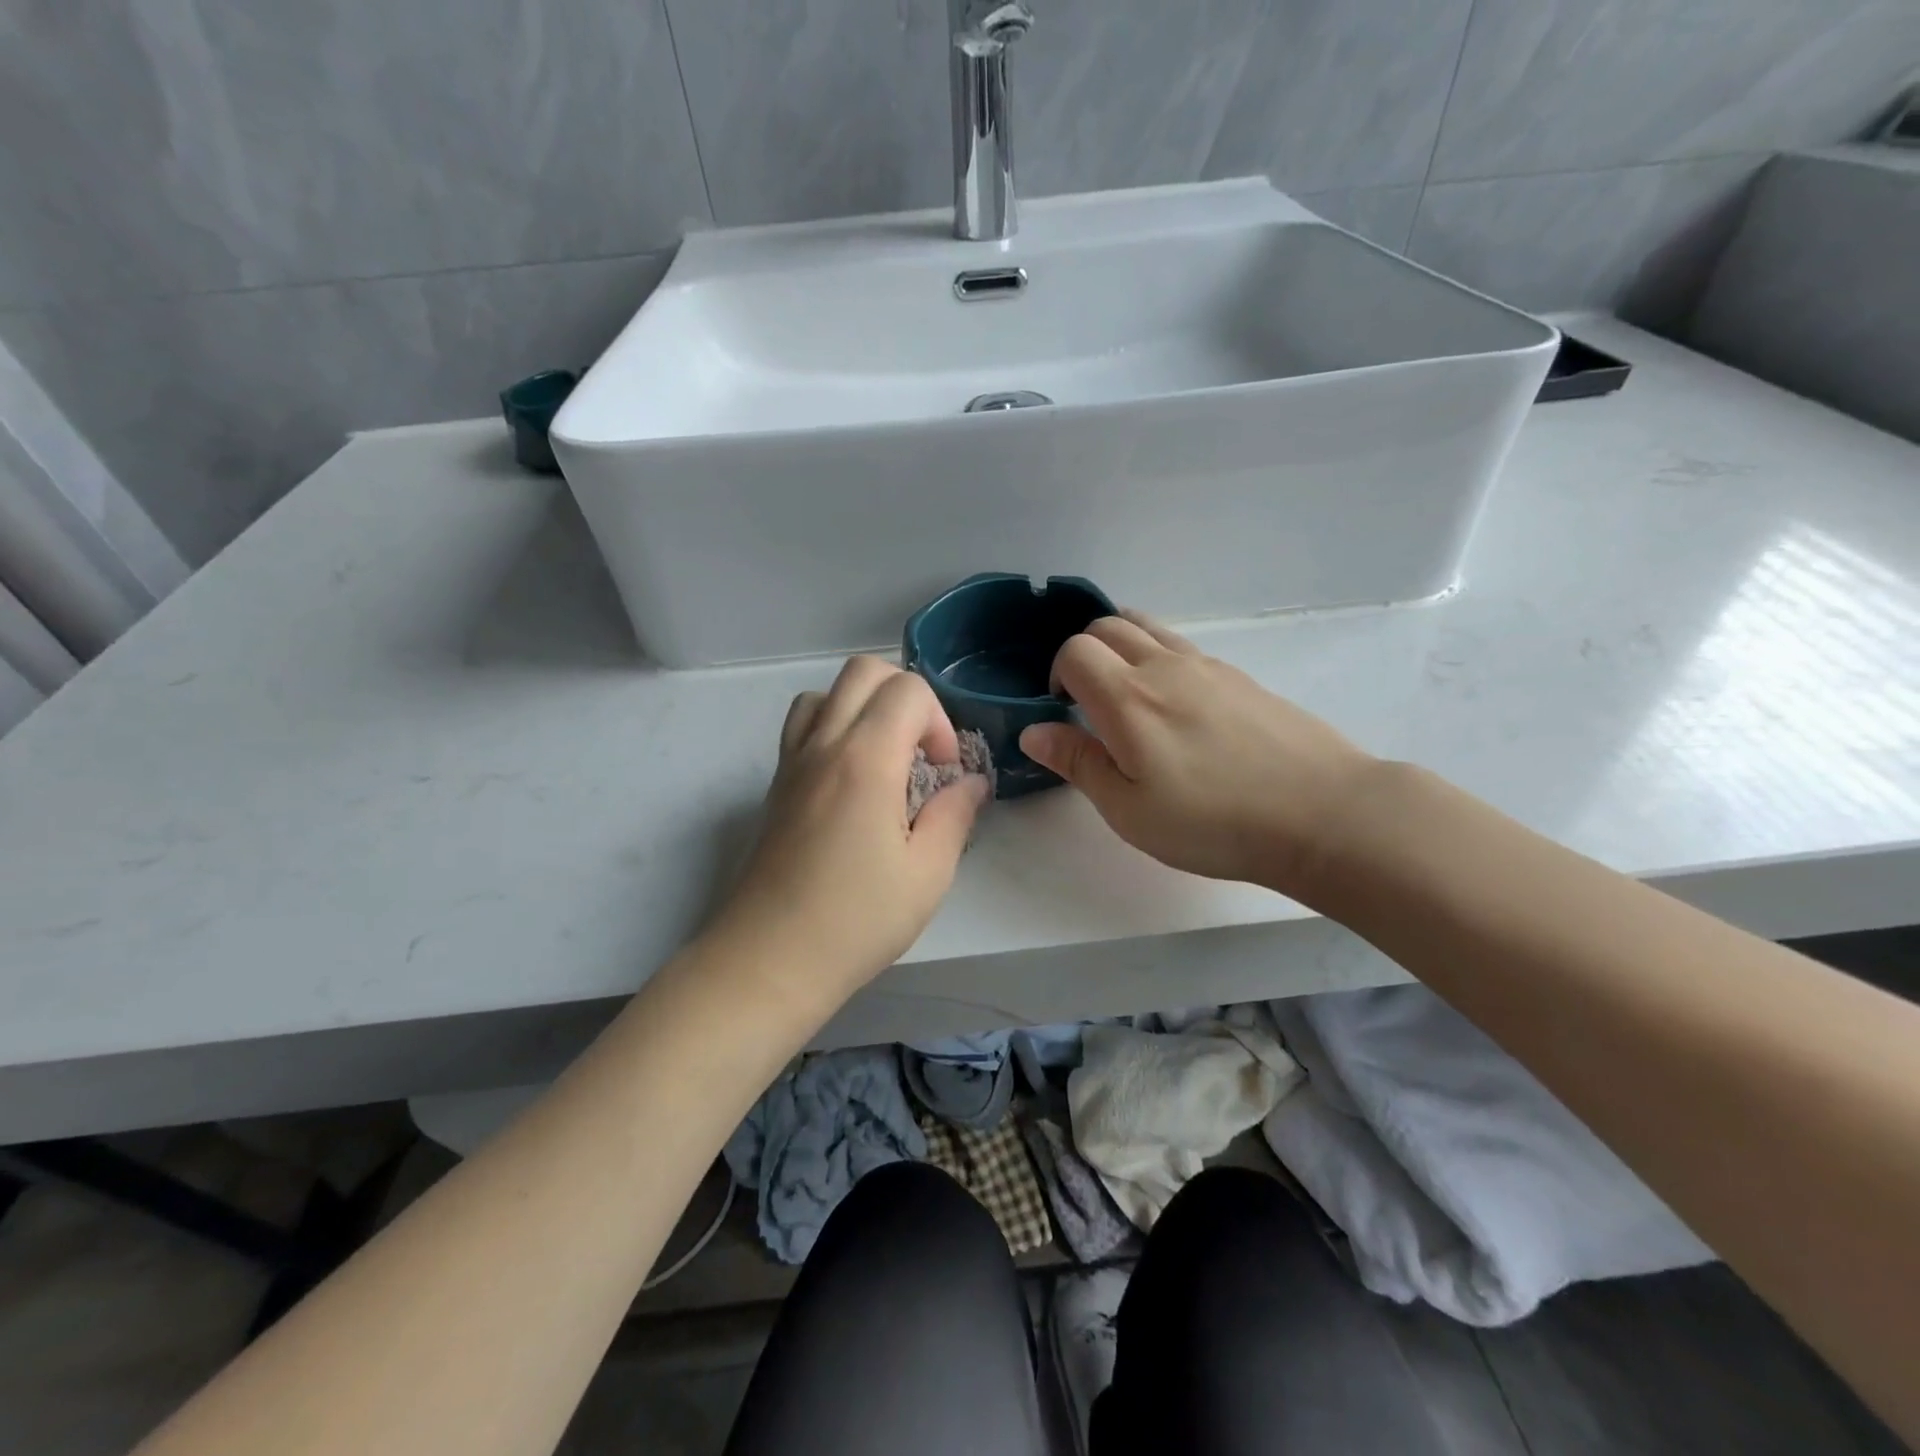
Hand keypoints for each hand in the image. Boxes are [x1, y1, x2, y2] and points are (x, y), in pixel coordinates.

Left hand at [711, 657, 988, 999]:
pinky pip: (803, 724)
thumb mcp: (928, 873)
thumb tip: (972, 782)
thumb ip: (955, 814)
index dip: (939, 721)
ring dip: (865, 708)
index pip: (907, 690)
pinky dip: (833, 726)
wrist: (770, 959)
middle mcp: (823, 745)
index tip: (944, 771)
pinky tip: (851, 780)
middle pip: (864, 672)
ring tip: (885, 759)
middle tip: (921, 753)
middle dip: (906, 697)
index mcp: (865, 760)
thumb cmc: (856, 920)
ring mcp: (792, 762)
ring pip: (826, 692)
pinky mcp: (776, 785)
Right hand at [1019, 612, 1376, 898]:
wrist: (1322, 813)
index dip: (1058, 675)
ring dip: (1123, 647)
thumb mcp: (1130, 810)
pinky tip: (1178, 709)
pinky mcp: (1240, 677)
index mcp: (1128, 698)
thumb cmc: (1213, 822)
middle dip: (1085, 653)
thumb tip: (1033, 731)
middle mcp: (1164, 666)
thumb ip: (1078, 763)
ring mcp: (1208, 666)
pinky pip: (1183, 647)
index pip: (1074, 651)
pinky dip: (1160, 658)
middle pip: (1108, 625)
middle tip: (1090, 702)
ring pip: (1148, 627)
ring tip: (1129, 697)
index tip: (1065, 712)